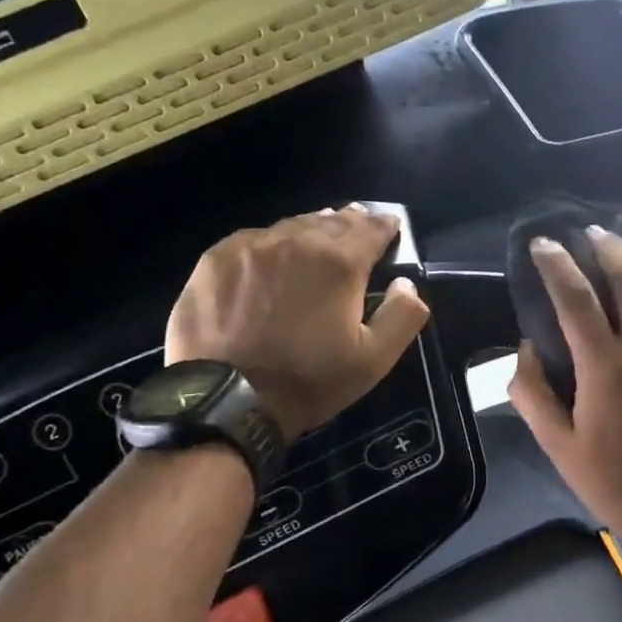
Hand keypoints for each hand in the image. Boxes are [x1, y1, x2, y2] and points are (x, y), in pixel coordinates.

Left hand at [166, 206, 430, 439]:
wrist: (226, 399)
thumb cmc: (308, 380)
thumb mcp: (374, 360)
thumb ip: (402, 315)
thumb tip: (406, 283)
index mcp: (339, 262)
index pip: (371, 228)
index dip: (385, 226)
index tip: (391, 228)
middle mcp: (296, 241)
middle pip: (331, 221)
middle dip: (349, 223)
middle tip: (357, 228)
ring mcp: (251, 246)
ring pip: (291, 226)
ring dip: (311, 230)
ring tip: (318, 237)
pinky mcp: (215, 259)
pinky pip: (253, 239)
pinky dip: (271, 243)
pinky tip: (271, 257)